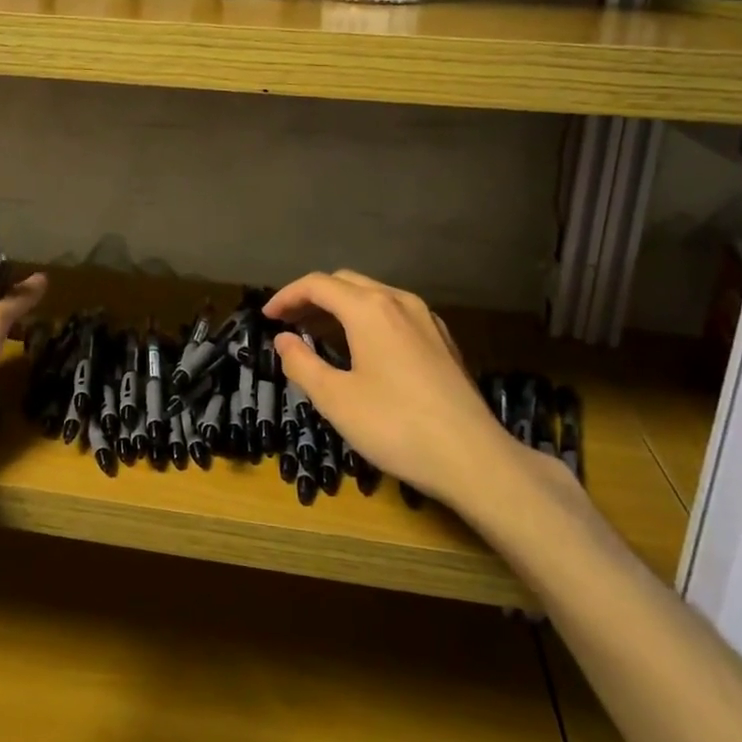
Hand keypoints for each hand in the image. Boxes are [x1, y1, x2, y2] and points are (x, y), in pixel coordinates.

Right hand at [265, 270, 547, 508]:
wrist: (474, 458)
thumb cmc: (396, 426)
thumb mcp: (336, 400)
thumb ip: (302, 364)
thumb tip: (284, 340)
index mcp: (369, 308)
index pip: (317, 284)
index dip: (286, 296)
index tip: (267, 318)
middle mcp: (399, 301)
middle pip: (345, 283)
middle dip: (312, 298)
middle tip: (288, 323)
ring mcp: (426, 318)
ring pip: (373, 296)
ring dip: (340, 308)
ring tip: (318, 334)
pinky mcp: (442, 340)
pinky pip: (394, 313)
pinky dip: (367, 319)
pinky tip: (362, 348)